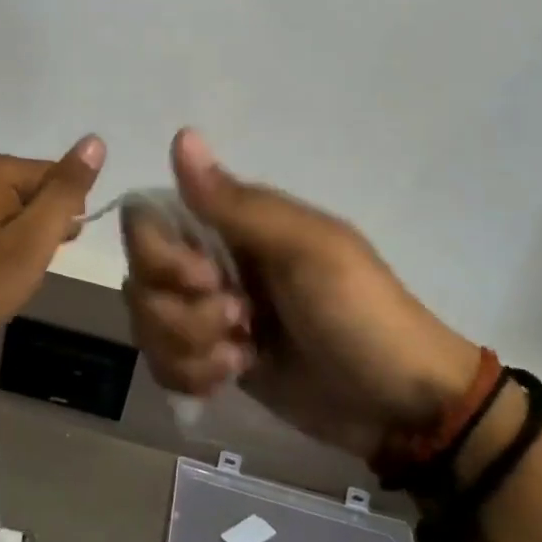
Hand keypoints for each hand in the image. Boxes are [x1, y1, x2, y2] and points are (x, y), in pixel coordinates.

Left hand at [0, 136, 106, 336]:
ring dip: (28, 235)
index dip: (65, 214)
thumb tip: (95, 141)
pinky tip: (1, 263)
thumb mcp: (36, 236)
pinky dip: (8, 239)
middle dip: (46, 224)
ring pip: (21, 206)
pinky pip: (0, 217)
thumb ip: (67, 189)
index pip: (58, 177)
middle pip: (39, 189)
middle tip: (31, 260)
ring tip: (15, 266)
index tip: (53, 246)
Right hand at [123, 129, 482, 460]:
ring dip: (188, 349)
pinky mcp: (210, 360)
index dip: (159, 255)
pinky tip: (231, 377)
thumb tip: (182, 135)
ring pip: (147, 325)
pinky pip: (163, 364)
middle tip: (240, 323)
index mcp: (231, 224)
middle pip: (141, 279)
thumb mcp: (307, 251)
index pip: (148, 221)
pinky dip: (191, 377)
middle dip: (181, 314)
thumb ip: (237, 203)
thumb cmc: (360, 313)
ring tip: (242, 358)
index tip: (205, 280)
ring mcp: (208, 315)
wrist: (401, 406)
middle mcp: (209, 262)